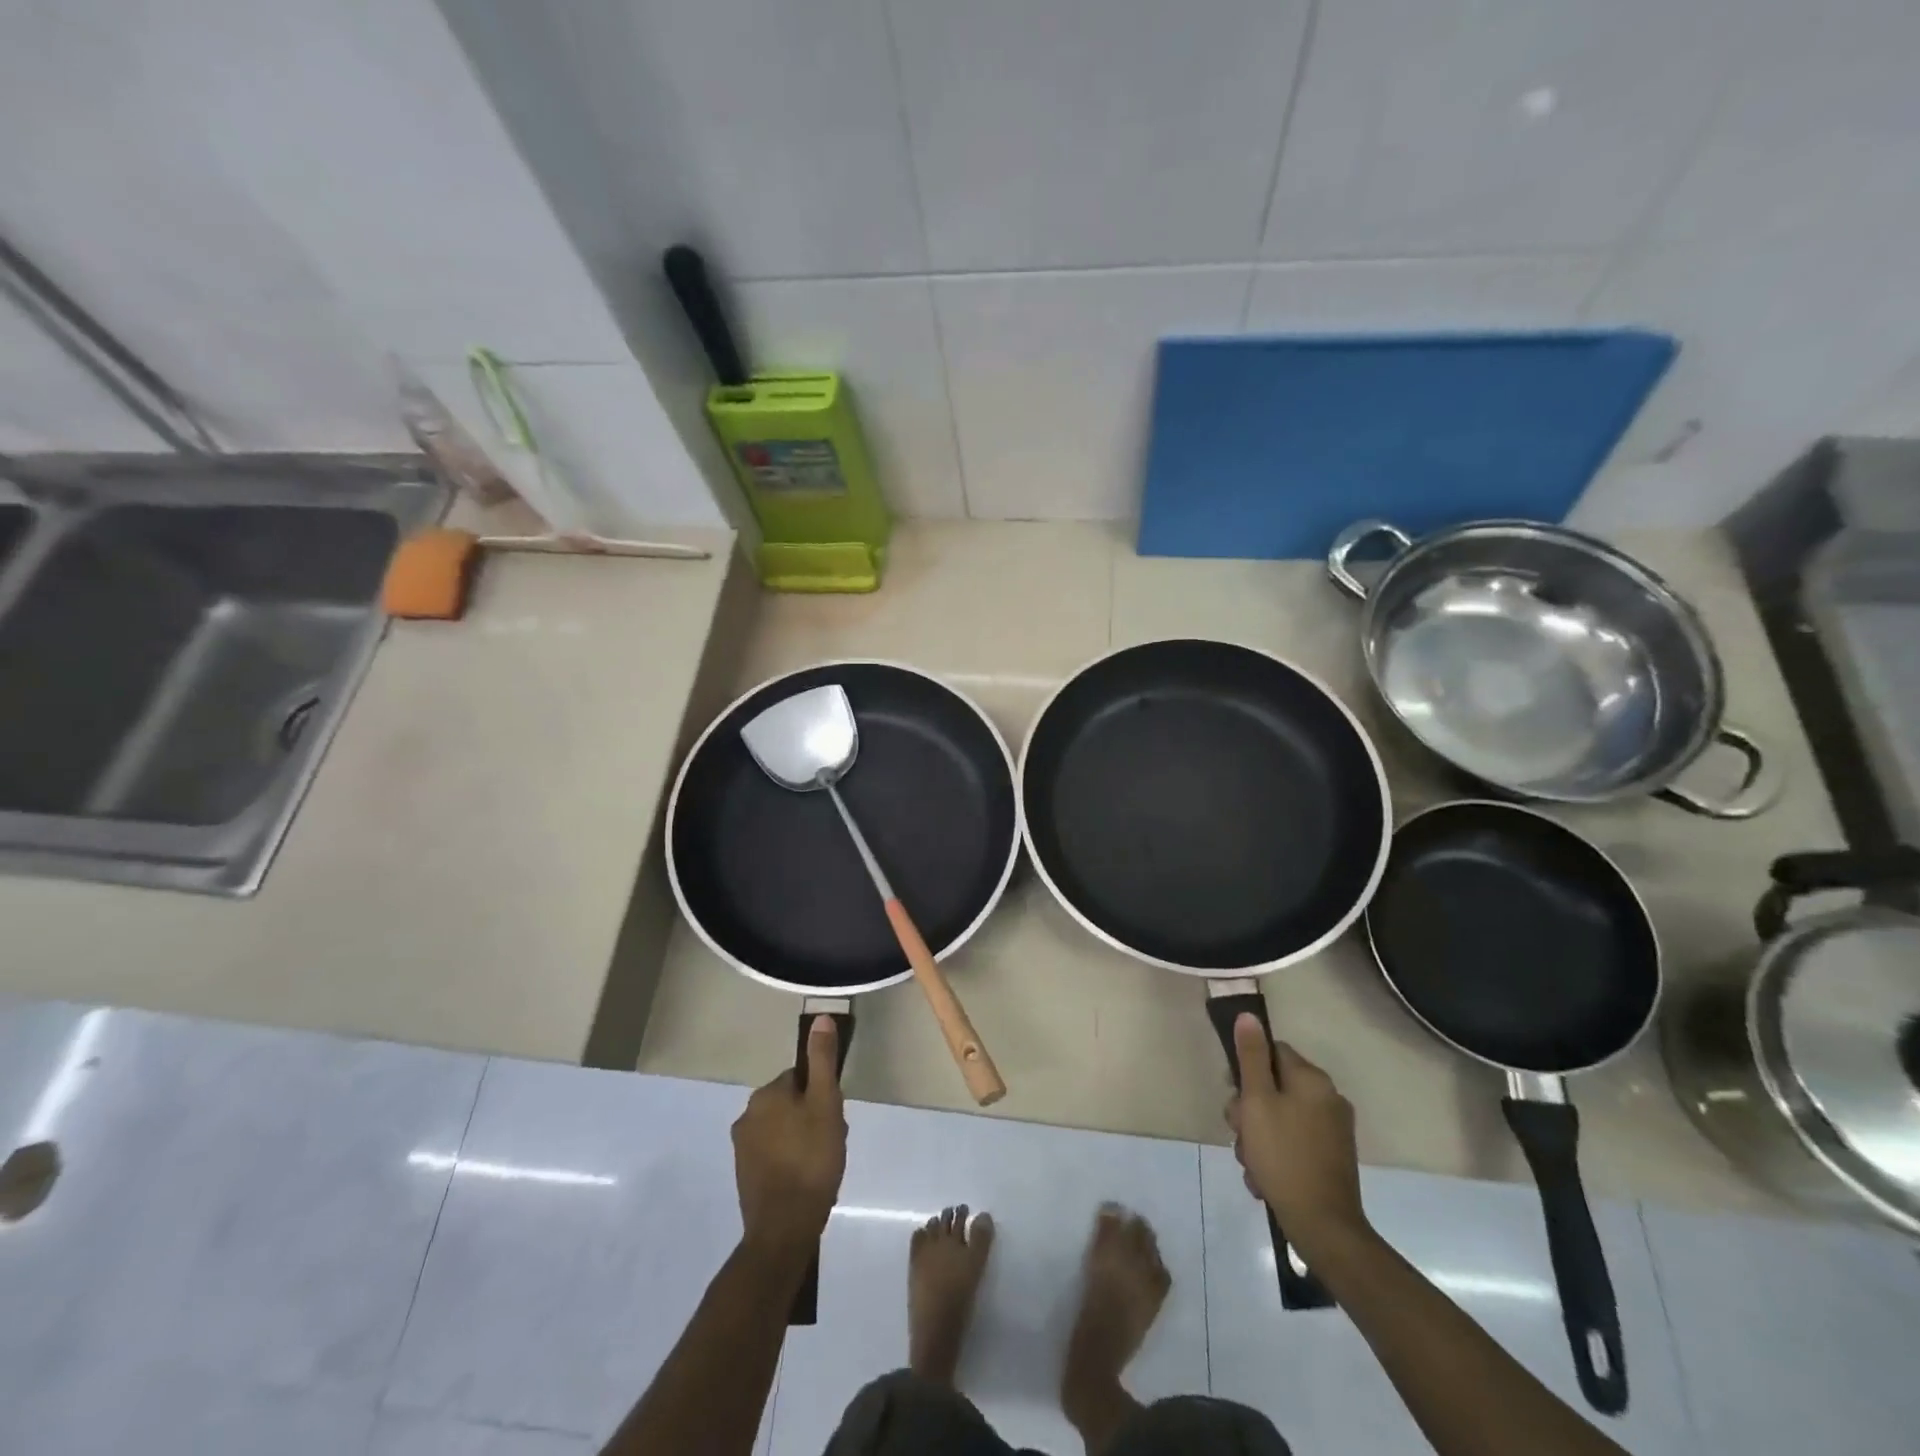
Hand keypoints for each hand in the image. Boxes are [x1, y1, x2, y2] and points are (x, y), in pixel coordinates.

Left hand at [732, 1016, 847, 1255]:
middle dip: (813, 1116)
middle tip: (832, 1141)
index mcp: (766, 1094)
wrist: (784, 1228)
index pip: (800, 1078)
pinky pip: (773, 1153)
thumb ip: (822, 1060)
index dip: (822, 1095)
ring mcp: (742, 1147)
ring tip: (823, 1162)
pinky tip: (806, 1177)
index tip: (835, 1117)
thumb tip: (820, 1017)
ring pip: (783, 1128)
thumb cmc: (811, 1159)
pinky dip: (790, 1159)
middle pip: (791, 1102)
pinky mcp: (744, 1174)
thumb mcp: (826, 1103)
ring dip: (802, 1137)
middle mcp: (747, 1114)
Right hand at [1226, 1013, 1368, 1258]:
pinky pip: (1293, 1141)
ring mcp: (1333, 1130)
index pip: (1272, 1052)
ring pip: (1280, 1117)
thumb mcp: (1257, 1102)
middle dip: (1249, 1110)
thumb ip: (1251, 1057)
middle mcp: (1328, 1098)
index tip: (1233, 1094)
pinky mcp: (1333, 1157)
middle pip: (1274, 1086)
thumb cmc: (1283, 1157)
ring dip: (1258, 1136)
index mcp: (1312, 1079)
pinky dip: (1276, 1154)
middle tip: (1239, 1134)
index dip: (1246, 1070)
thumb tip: (1249, 1016)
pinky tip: (1264, 1177)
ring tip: (1251, 1163)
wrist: (1324, 1227)